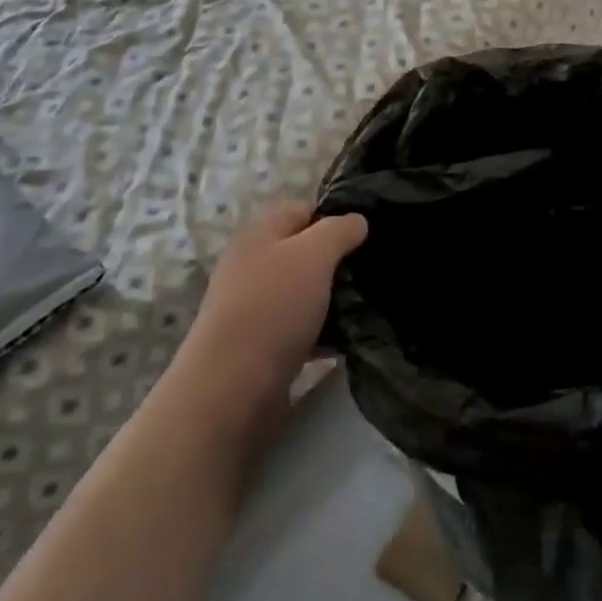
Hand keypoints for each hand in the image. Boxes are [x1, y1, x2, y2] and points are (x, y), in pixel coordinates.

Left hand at [174, 202, 366, 436]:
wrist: (231, 390)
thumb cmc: (273, 308)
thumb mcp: (313, 255)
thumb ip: (338, 231)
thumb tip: (357, 220)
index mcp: (259, 234)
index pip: (302, 210)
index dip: (334, 217)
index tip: (367, 234)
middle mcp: (253, 266)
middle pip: (303, 252)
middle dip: (337, 260)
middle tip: (370, 270)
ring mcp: (254, 307)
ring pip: (304, 291)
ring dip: (332, 298)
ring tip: (367, 304)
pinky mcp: (261, 346)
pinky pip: (300, 327)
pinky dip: (322, 331)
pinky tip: (348, 338)